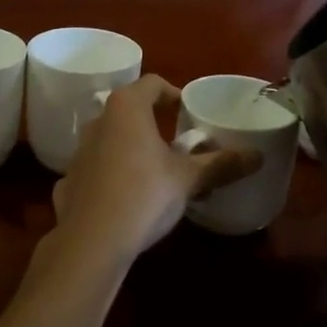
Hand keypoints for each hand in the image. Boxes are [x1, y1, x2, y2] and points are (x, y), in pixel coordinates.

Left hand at [49, 76, 260, 267]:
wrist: (91, 242)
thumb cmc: (145, 194)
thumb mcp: (189, 179)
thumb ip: (222, 164)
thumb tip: (257, 156)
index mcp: (127, 108)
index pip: (152, 84)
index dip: (173, 94)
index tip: (189, 112)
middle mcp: (99, 121)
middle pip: (130, 111)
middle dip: (154, 123)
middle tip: (178, 144)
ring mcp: (79, 152)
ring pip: (112, 139)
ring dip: (133, 149)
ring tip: (156, 172)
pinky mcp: (69, 181)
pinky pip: (97, 169)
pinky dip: (113, 176)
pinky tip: (128, 199)